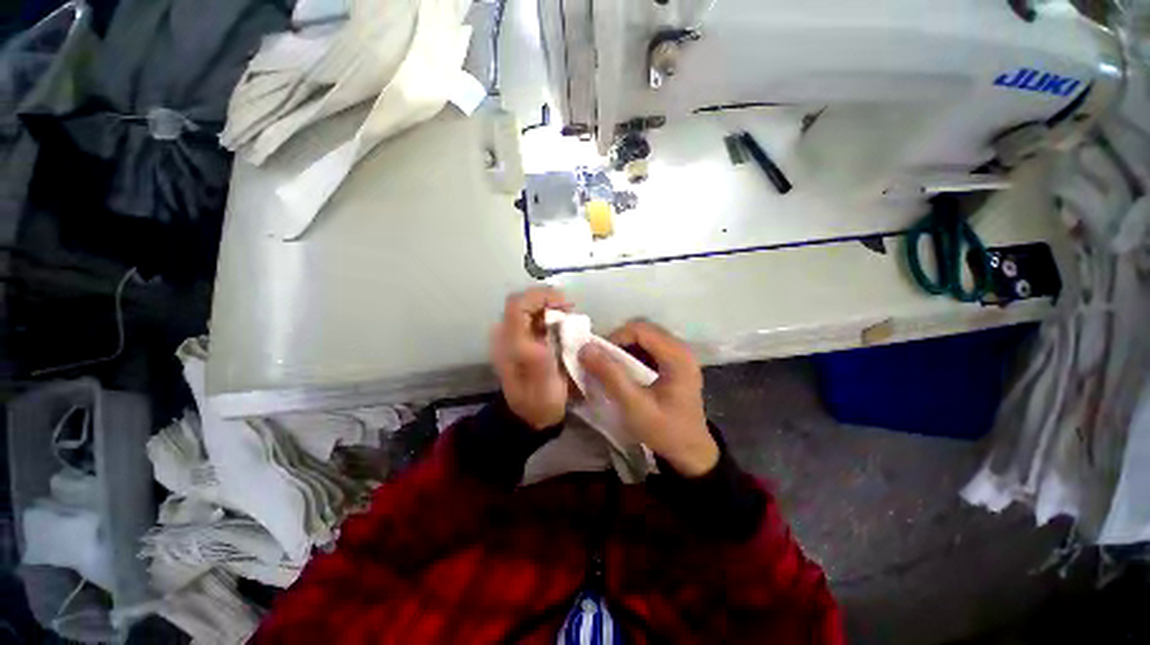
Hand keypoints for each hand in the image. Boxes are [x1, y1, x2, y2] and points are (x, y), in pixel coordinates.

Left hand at [491, 287, 571, 429]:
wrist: (531, 414)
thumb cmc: (539, 396)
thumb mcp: (542, 374)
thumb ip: (543, 346)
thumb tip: (554, 320)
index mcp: (509, 341)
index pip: (518, 303)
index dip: (542, 296)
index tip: (566, 304)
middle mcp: (506, 333)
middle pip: (525, 302)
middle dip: (549, 300)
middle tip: (571, 309)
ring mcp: (512, 336)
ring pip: (530, 307)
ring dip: (551, 306)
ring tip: (569, 315)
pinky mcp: (521, 339)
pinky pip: (535, 317)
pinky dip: (550, 315)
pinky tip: (563, 323)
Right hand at [579, 321, 718, 476]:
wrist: (689, 453)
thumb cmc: (664, 430)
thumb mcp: (634, 405)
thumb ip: (610, 375)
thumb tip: (586, 348)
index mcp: (677, 356)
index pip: (640, 330)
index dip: (616, 337)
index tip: (599, 356)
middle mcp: (681, 350)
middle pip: (644, 331)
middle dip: (619, 342)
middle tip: (603, 360)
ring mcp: (680, 356)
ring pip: (646, 338)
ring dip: (625, 347)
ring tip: (611, 365)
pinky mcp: (676, 365)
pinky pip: (650, 349)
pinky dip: (634, 354)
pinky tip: (626, 371)